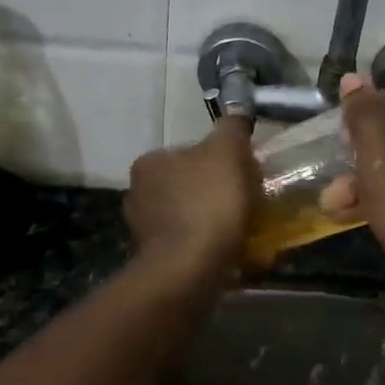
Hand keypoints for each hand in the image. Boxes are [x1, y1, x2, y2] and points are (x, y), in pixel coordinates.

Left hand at [124, 118, 258, 284]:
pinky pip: (190, 246)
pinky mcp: (156, 262)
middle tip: (247, 201)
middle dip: (215, 192)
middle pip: (189, 185)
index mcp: (149, 164)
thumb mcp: (227, 150)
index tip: (243, 173)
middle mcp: (138, 195)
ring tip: (245, 231)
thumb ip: (232, 128)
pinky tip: (233, 253)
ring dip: (213, 222)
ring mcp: (144, 232)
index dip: (220, 160)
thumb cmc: (208, 201)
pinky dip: (209, 247)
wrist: (190, 270)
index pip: (189, 152)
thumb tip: (236, 114)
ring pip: (189, 217)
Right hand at [325, 74, 384, 301]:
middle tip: (335, 179)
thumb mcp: (379, 161)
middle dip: (357, 155)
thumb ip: (364, 116)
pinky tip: (353, 211)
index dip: (360, 119)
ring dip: (363, 177)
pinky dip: (382, 191)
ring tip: (334, 203)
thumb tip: (352, 77)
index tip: (339, 146)